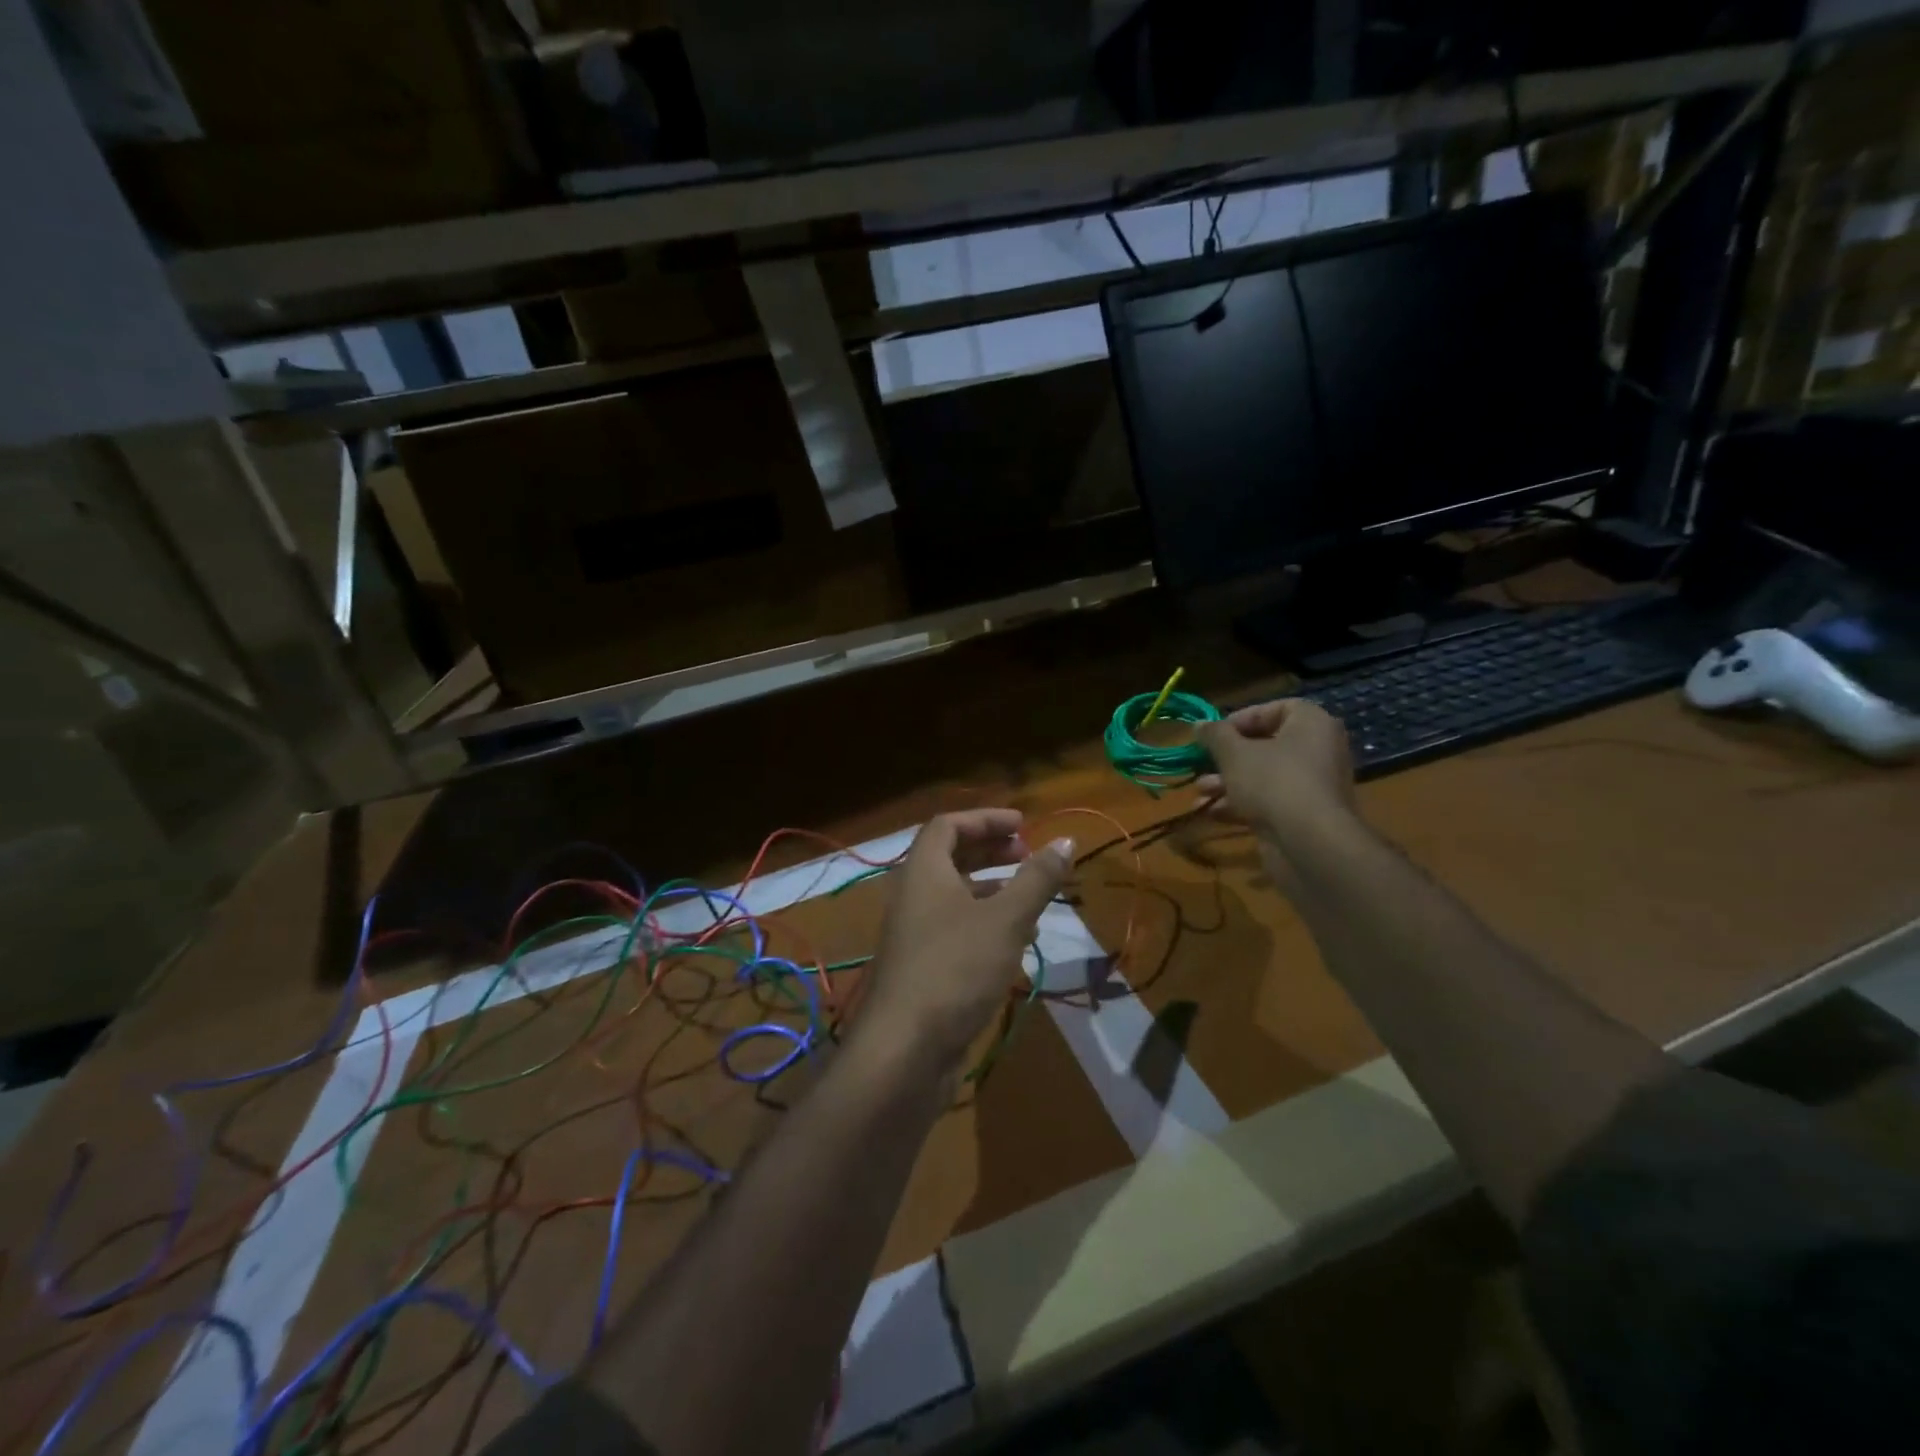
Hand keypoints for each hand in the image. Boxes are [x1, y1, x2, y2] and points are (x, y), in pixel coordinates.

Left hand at [856, 810, 1073, 1074]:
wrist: (904, 1050)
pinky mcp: (922, 967)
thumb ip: (1037, 879)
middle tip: (1028, 854)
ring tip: (1031, 896)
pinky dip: (985, 922)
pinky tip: (1016, 940)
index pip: (948, 824)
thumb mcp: (1006, 919)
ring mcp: (914, 933)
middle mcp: (913, 895)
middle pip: (950, 857)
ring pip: (954, 895)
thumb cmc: (956, 968)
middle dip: (990, 850)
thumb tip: (1066, 840)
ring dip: (992, 887)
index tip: (1024, 825)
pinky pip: (955, 928)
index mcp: (923, 871)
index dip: (985, 818)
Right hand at [1195, 700, 1356, 848]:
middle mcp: (1317, 751)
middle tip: (1202, 763)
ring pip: (1262, 777)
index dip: (1241, 718)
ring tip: (1199, 792)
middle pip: (1265, 746)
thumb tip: (1198, 724)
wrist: (1309, 843)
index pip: (1275, 709)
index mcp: (1311, 724)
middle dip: (1226, 758)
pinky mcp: (1302, 816)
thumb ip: (1215, 735)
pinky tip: (1210, 812)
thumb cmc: (1273, 781)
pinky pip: (1267, 801)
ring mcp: (1311, 786)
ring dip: (1226, 783)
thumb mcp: (1234, 753)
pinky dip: (1240, 804)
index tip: (1215, 734)